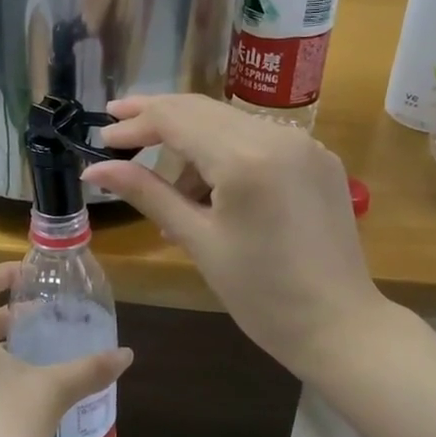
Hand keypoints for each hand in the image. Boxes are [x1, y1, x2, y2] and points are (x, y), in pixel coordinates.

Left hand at [0, 263, 132, 436]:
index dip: (4, 273)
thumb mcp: (54, 390)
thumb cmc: (8, 425)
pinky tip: (28, 390)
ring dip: (6, 345)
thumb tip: (126, 354)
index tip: (32, 275)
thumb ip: (90, 369)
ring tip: (42, 353)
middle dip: (13, 315)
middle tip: (48, 317)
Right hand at [82, 95, 382, 379]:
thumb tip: (94, 169)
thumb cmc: (261, 293)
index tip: (101, 138)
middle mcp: (278, 136)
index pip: (176, 119)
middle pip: (202, 110)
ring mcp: (305, 144)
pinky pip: (258, 140)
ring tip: (172, 194)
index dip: (134, 124)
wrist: (340, 326)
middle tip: (117, 132)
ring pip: (229, 123)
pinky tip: (213, 191)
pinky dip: (226, 153)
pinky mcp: (319, 159)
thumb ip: (146, 193)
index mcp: (246, 158)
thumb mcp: (197, 240)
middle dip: (157, 118)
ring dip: (192, 142)